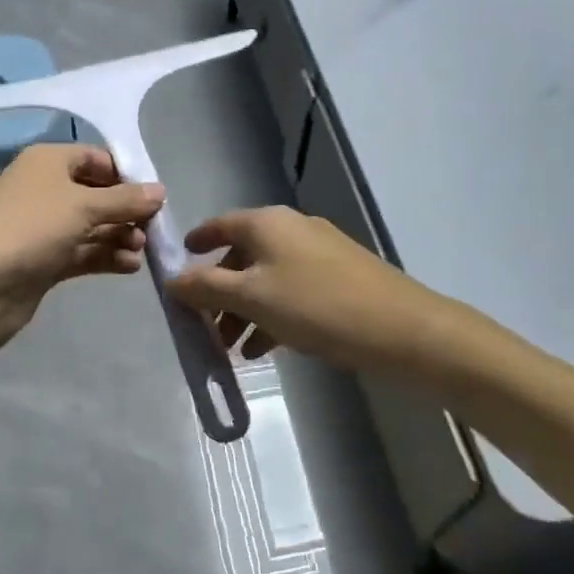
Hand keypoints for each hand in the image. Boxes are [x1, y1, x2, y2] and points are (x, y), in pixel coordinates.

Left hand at [0, 144, 165, 355]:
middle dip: (126, 210)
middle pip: (96, 194)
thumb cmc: (31, 228)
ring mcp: (43, 228)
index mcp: (47, 162)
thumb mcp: (83, 206)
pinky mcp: (44, 261)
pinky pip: (83, 252)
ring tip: (142, 249)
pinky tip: (130, 266)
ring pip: (91, 226)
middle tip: (152, 228)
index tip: (154, 195)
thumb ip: (125, 199)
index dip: (125, 174)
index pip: (95, 158)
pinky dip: (106, 256)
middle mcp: (45, 189)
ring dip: (119, 235)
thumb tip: (160, 190)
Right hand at [169, 206, 425, 371]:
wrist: (401, 328)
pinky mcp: (339, 277)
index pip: (219, 225)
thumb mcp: (252, 298)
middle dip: (219, 292)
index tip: (178, 268)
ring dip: (245, 310)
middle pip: (242, 256)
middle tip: (205, 327)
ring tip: (233, 349)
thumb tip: (172, 280)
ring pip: (267, 278)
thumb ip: (207, 288)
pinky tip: (265, 349)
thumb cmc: (315, 306)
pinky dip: (273, 314)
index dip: (196, 245)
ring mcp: (318, 252)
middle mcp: (291, 228)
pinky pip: (292, 291)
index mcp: (267, 223)